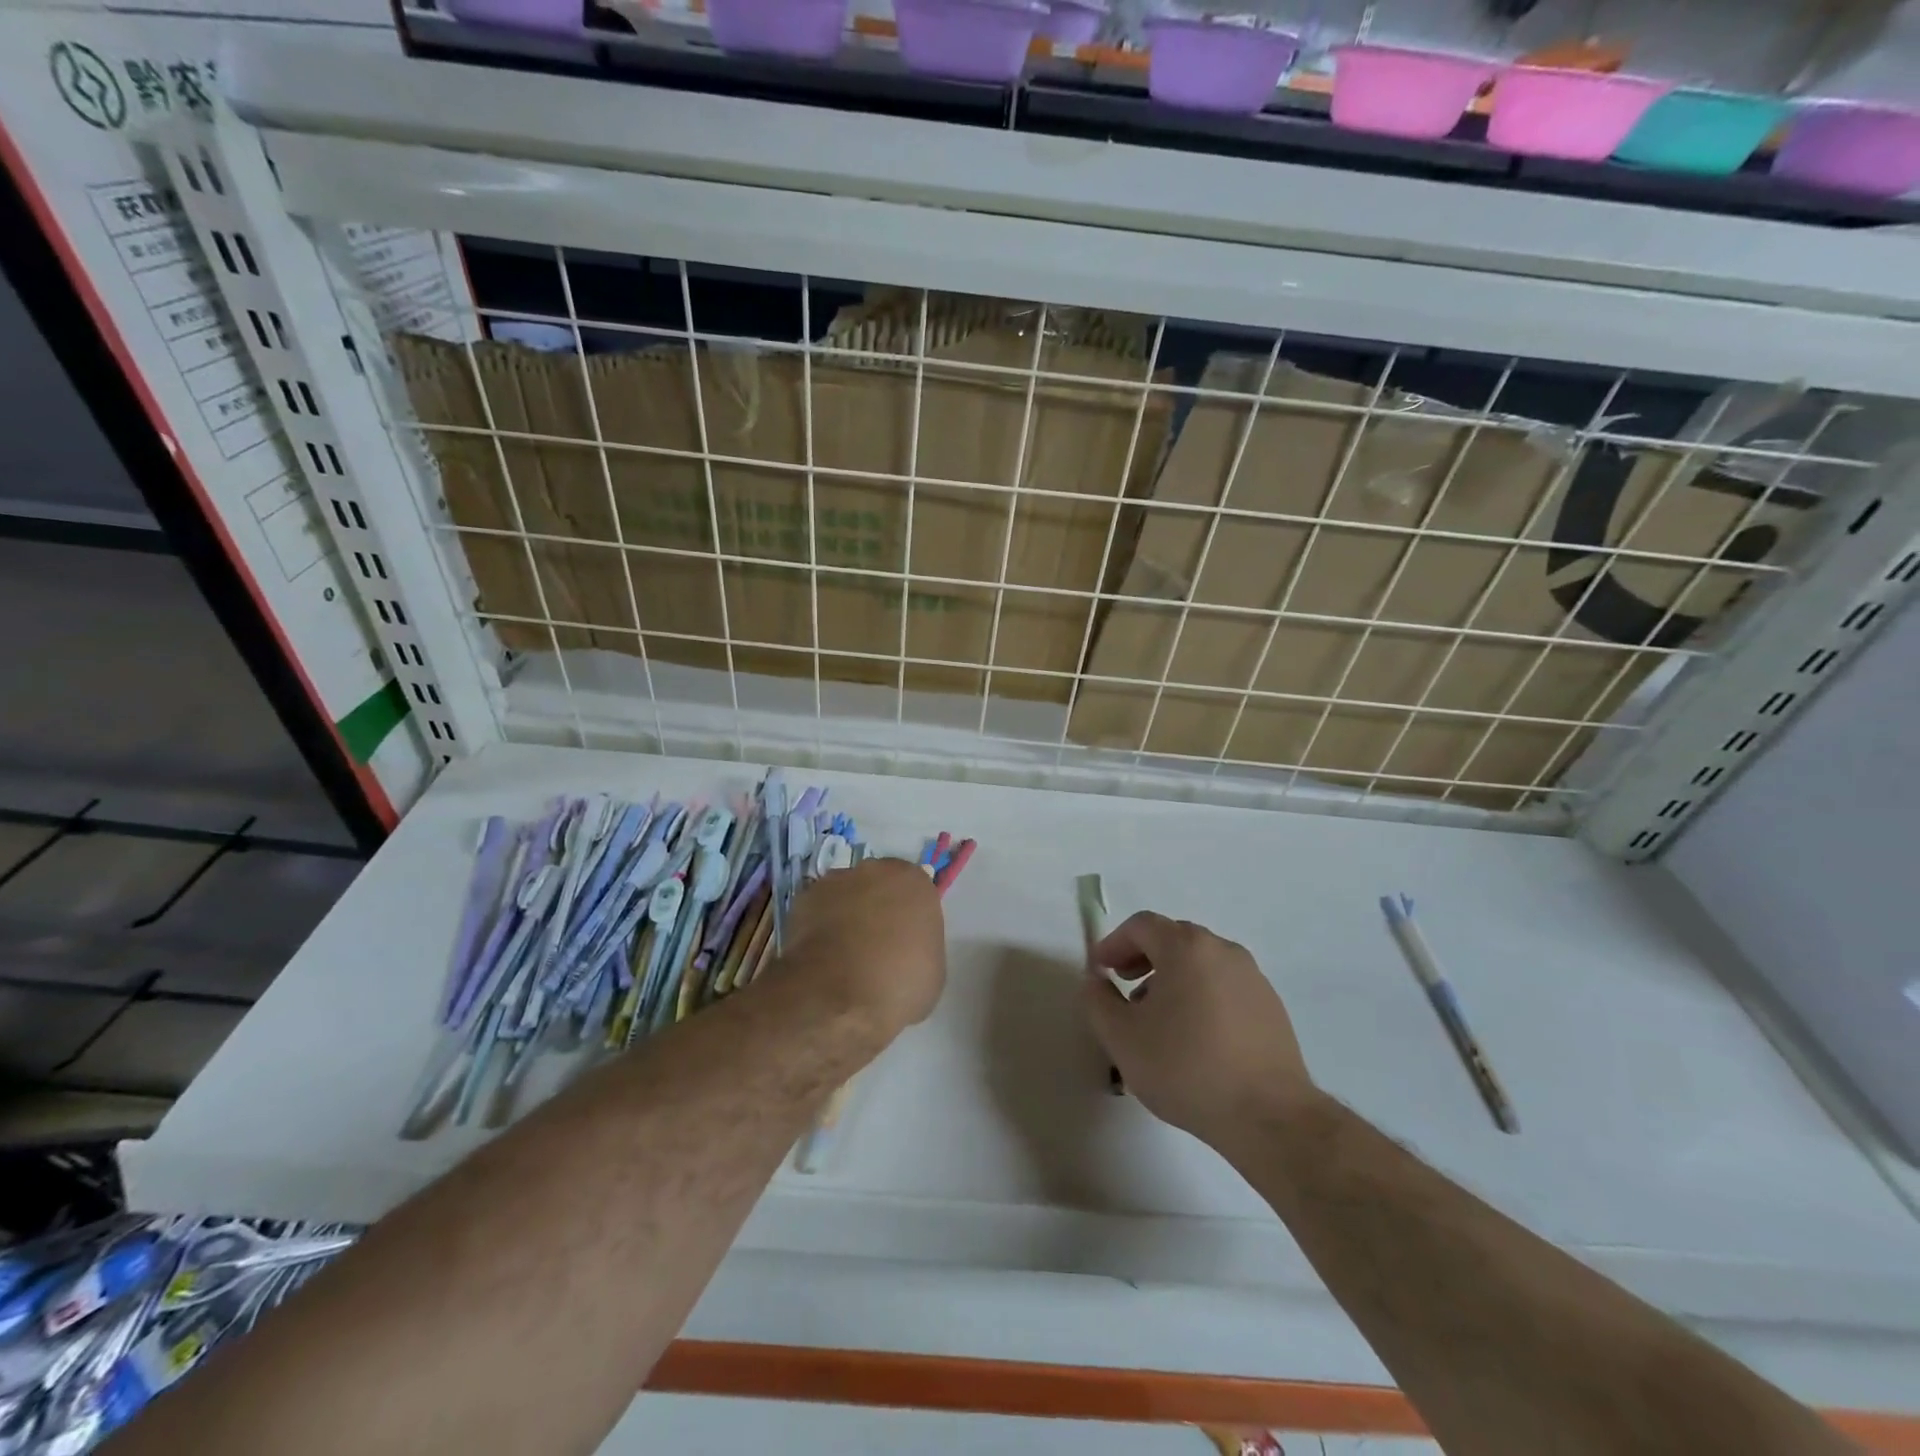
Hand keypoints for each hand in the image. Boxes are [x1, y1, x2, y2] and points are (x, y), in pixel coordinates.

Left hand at [779, 858, 946, 1038]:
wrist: (836, 996)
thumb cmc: (897, 984)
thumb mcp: (933, 973)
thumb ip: (923, 946)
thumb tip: (906, 949)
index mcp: (915, 882)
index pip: (916, 894)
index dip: (910, 919)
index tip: (906, 944)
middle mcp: (876, 870)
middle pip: (880, 886)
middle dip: (879, 908)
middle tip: (877, 946)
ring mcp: (836, 881)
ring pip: (847, 894)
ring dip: (848, 914)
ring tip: (845, 954)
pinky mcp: (804, 898)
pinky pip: (819, 910)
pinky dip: (821, 926)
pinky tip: (823, 956)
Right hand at [1084, 912, 1317, 1146]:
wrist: (1269, 1117)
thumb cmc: (1186, 1069)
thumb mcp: (1122, 1038)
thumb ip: (1098, 1000)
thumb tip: (1096, 980)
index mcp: (1186, 948)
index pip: (1141, 925)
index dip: (1114, 943)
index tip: (1101, 970)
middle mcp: (1223, 950)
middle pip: (1173, 938)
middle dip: (1143, 957)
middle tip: (1125, 987)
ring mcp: (1253, 977)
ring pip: (1201, 962)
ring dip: (1172, 977)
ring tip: (1158, 1018)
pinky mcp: (1271, 1006)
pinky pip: (1224, 985)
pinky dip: (1201, 994)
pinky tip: (1195, 1036)